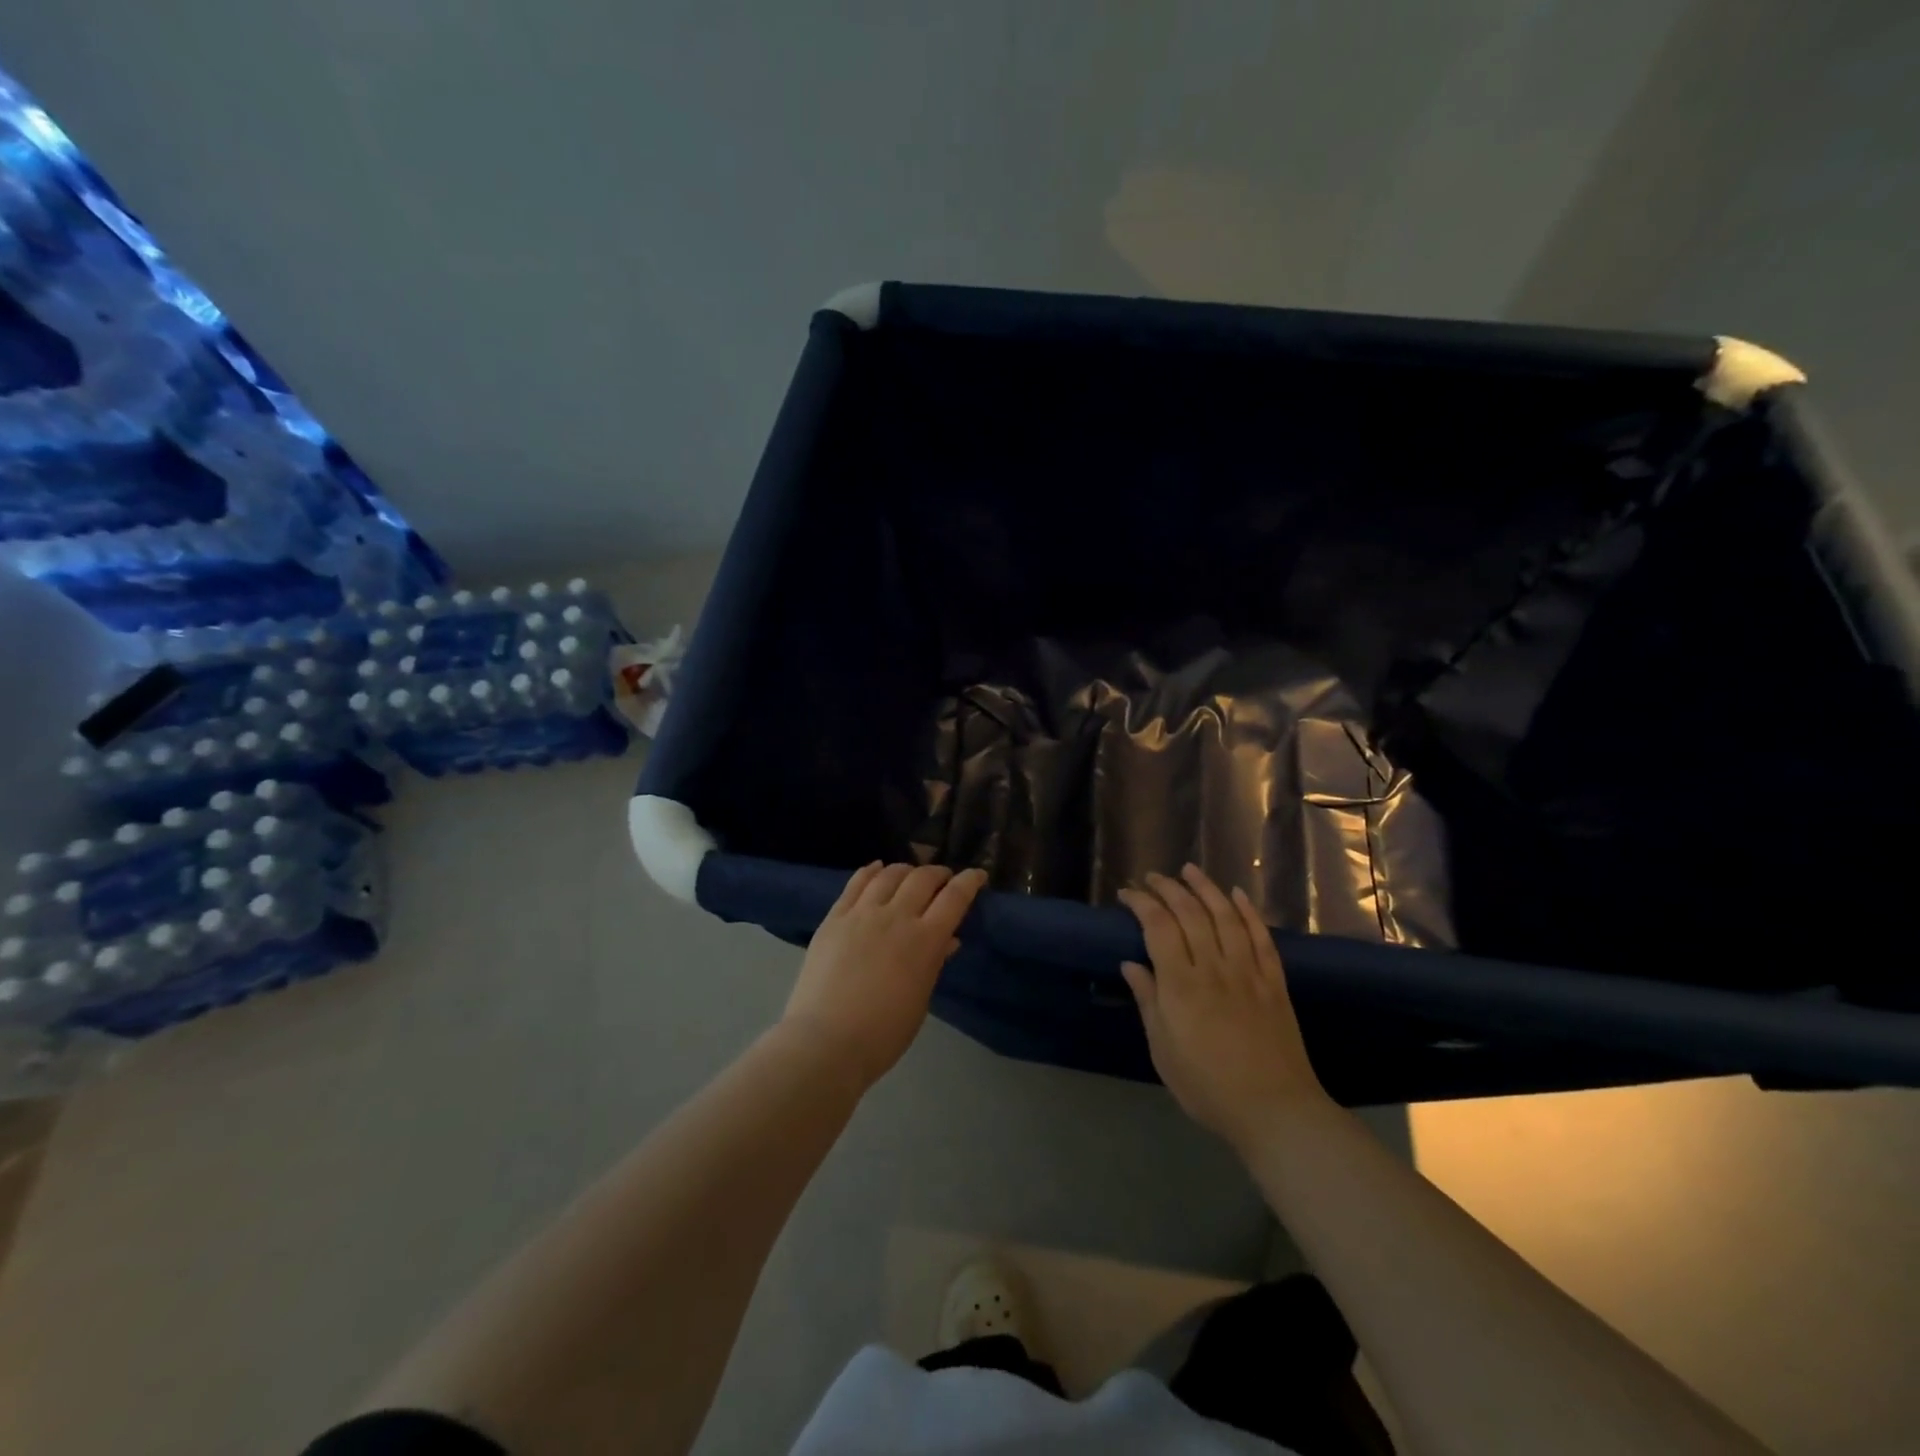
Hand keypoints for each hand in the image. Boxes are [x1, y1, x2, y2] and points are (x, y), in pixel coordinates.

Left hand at [782, 862, 987, 1088]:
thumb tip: (947, 940)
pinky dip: (871, 871)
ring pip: (889, 874)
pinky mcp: (834, 918)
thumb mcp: (920, 1000)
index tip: (977, 875)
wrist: (825, 1041)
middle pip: (922, 878)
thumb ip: (933, 963)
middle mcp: (895, 917)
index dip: (969, 881)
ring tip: (910, 874)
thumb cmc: (883, 1034)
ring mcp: (861, 914)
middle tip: (943, 878)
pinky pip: (855, 883)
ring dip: (906, 870)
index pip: (955, 898)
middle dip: (938, 873)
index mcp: (924, 940)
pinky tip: (877, 868)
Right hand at [1118, 866, 1329, 1150]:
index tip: (1128, 894)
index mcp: (1181, 985)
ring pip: (1226, 916)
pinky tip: (1238, 896)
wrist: (1275, 1110)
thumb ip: (1148, 1002)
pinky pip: (1261, 937)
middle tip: (1153, 877)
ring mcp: (1248, 972)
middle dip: (1169, 889)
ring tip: (1190, 870)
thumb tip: (1130, 964)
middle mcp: (1214, 968)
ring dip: (1206, 888)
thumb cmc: (1207, 1086)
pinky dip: (1249, 912)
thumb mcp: (1163, 1050)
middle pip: (1190, 913)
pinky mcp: (1274, 982)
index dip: (1142, 904)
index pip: (1158, 927)